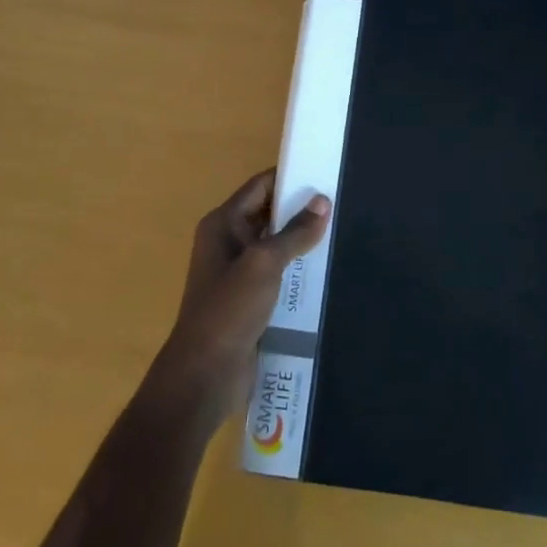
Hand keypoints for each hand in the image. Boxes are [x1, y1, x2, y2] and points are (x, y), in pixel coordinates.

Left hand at [156, 169, 330, 419]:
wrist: (205, 374)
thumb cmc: (229, 309)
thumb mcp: (264, 264)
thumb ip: (295, 232)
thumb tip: (323, 201)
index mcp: (222, 224)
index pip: (259, 187)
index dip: (289, 177)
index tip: (324, 172)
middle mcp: (227, 241)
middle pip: (268, 214)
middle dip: (300, 209)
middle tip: (340, 202)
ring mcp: (237, 272)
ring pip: (275, 245)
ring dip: (301, 241)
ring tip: (341, 232)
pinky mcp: (248, 299)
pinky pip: (277, 273)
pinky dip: (297, 268)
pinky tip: (325, 270)